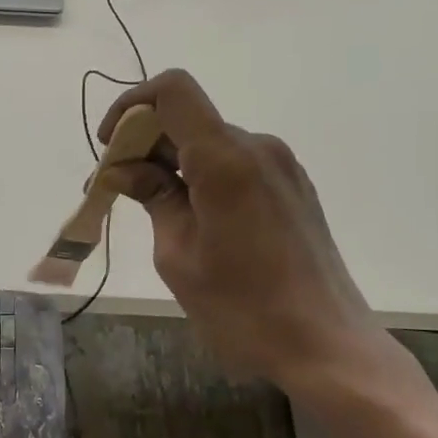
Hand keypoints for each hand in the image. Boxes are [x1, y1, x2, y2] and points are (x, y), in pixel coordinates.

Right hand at [98, 70, 418, 395]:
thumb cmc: (243, 308)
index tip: (111, 148)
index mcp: (225, 159)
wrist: (326, 346)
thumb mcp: (178, 256)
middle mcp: (257, 148)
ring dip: (173, 163)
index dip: (131, 106)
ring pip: (211, 143)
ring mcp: (281, 166)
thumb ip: (154, 199)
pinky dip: (203, 176)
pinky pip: (236, 163)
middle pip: (188, 118)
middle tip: (117, 189)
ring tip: (152, 210)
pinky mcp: (293, 187)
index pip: (172, 91)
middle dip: (145, 143)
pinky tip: (192, 218)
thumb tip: (126, 170)